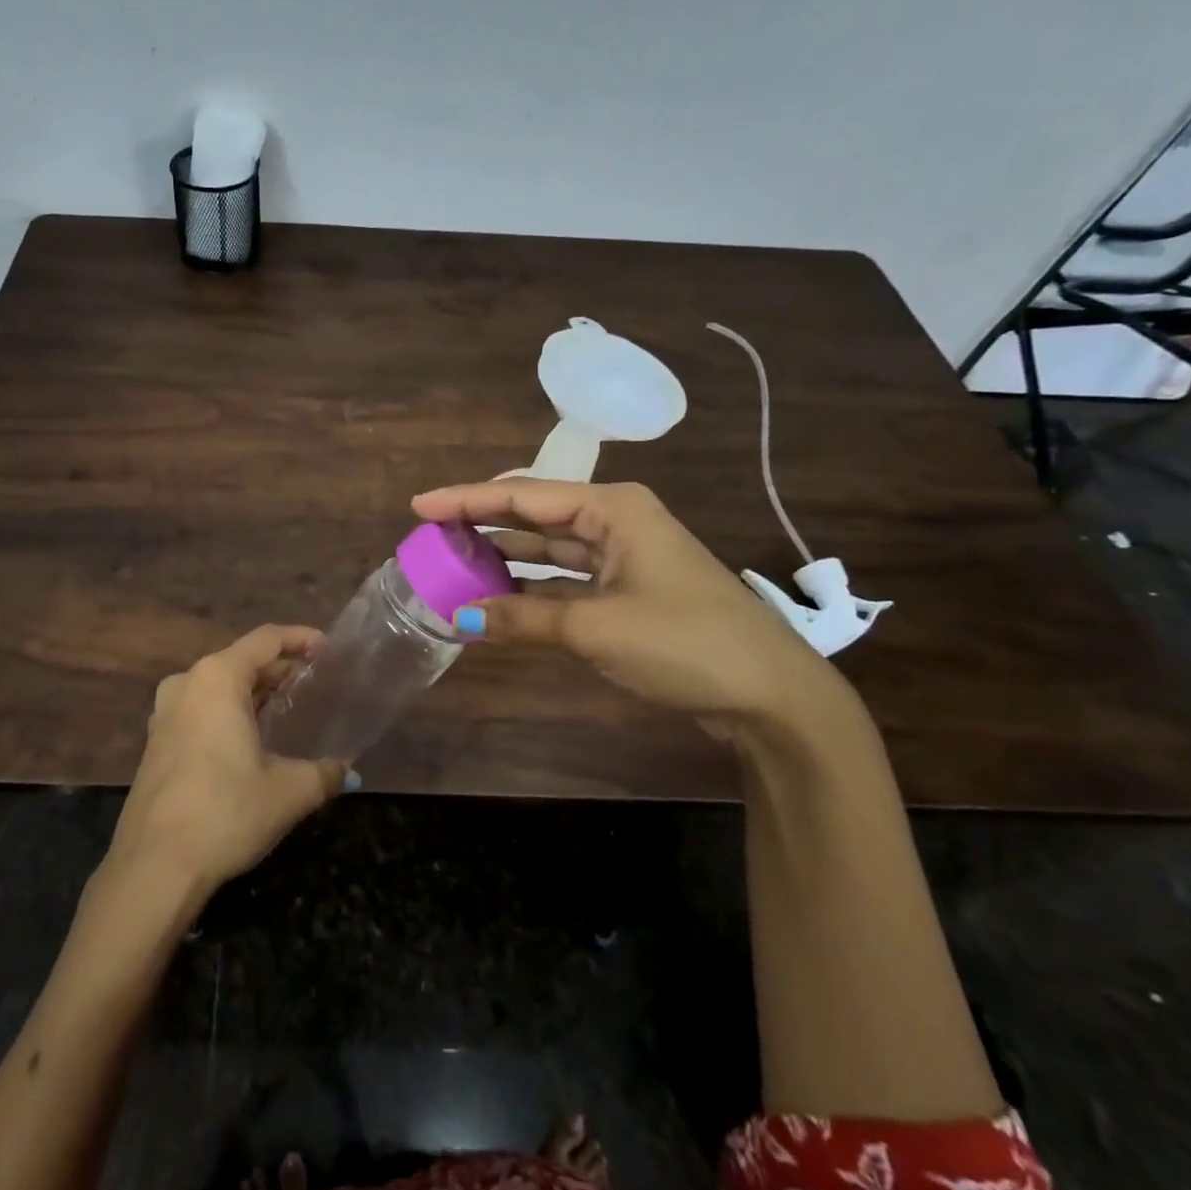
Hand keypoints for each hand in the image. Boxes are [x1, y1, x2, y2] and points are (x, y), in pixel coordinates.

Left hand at [109, 625, 348, 900]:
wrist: (154, 867)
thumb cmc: (225, 812)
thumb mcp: (288, 792)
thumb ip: (324, 774)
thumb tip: (347, 772)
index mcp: (217, 678)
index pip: (266, 640)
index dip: (301, 639)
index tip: (329, 650)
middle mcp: (187, 684)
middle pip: (241, 661)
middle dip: (279, 668)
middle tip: (314, 684)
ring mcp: (165, 714)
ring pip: (219, 686)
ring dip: (253, 692)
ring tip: (287, 707)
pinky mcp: (157, 743)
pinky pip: (201, 710)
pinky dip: (230, 712)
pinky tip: (251, 738)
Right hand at [412, 479, 851, 724]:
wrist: (771, 694)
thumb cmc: (685, 641)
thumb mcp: (595, 628)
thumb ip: (522, 619)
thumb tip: (459, 618)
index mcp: (613, 508)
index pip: (523, 495)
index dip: (466, 499)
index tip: (419, 506)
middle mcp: (616, 521)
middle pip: (534, 514)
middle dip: (482, 523)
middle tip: (431, 534)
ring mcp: (623, 557)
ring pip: (548, 547)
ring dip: (504, 556)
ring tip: (454, 561)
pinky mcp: (627, 591)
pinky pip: (564, 579)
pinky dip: (530, 589)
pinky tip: (497, 598)